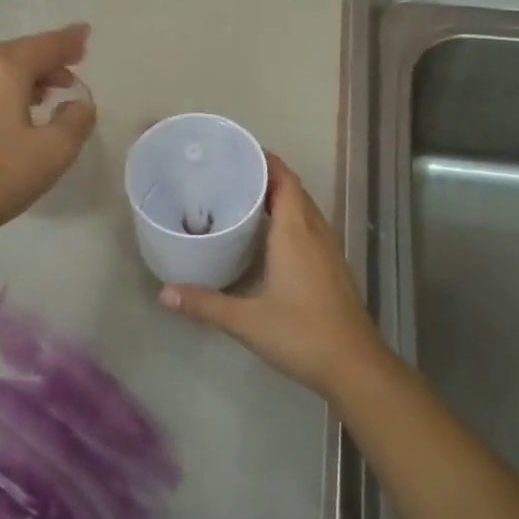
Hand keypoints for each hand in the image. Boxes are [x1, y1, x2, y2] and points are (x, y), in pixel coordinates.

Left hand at [0, 24, 96, 250]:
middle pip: (20, 52)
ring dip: (29, 74)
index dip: (69, 40)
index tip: (86, 34)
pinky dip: (8, 87)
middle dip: (48, 57)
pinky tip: (20, 108)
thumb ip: (76, 121)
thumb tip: (78, 104)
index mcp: (3, 70)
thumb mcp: (54, 152)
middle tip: (74, 65)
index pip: (45, 45)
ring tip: (52, 91)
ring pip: (0, 68)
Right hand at [159, 154, 391, 399]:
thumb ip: (205, 304)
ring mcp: (328, 250)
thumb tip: (164, 293)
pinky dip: (291, 219)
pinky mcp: (333, 267)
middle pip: (294, 190)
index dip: (266, 161)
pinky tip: (270, 237)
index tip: (238, 152)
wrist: (355, 365)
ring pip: (304, 209)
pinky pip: (310, 227)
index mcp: (296, 232)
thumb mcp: (247, 321)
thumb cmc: (302, 333)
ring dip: (280, 198)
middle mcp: (315, 232)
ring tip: (245, 198)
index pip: (285, 180)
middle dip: (267, 176)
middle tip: (231, 175)